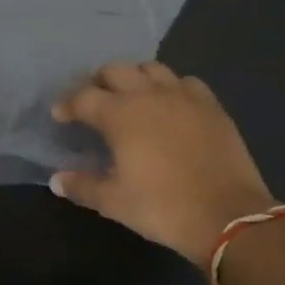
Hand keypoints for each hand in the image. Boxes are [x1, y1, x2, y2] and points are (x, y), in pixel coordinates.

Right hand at [51, 63, 278, 263]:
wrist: (228, 215)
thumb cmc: (163, 207)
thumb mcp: (115, 202)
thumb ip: (82, 186)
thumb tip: (56, 180)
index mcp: (120, 114)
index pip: (83, 97)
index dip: (67, 104)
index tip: (60, 115)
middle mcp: (149, 94)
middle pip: (116, 70)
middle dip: (99, 81)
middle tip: (94, 101)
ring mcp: (183, 96)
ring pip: (152, 68)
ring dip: (135, 77)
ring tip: (131, 96)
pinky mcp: (211, 105)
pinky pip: (186, 82)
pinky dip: (172, 87)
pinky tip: (171, 104)